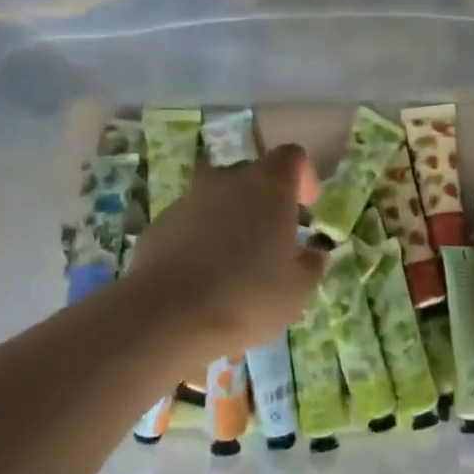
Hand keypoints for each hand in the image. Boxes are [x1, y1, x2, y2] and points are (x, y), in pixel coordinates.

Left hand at [125, 145, 326, 355]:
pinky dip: (201, 238)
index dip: (303, 177)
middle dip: (264, 200)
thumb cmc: (247, 296)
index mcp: (269, 185)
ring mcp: (188, 199)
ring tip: (235, 261)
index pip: (291, 157)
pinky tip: (204, 276)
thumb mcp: (296, 289)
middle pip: (252, 175)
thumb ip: (310, 265)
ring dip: (230, 219)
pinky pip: (190, 222)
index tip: (307, 206)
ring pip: (218, 198)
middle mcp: (227, 180)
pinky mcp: (159, 224)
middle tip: (272, 238)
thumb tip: (314, 254)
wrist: (167, 316)